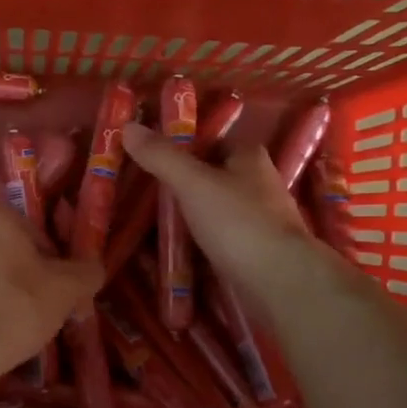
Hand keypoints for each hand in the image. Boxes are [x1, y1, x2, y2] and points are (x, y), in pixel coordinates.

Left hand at [0, 203, 101, 389]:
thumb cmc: (12, 310)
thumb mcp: (65, 291)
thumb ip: (85, 272)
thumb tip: (93, 267)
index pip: (34, 229)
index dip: (51, 260)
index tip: (56, 289)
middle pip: (2, 247)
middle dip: (19, 271)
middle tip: (35, 306)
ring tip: (8, 323)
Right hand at [123, 121, 330, 314]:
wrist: (279, 280)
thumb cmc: (238, 222)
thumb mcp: (193, 183)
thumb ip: (161, 157)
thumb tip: (127, 127)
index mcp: (248, 157)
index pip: (211, 140)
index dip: (181, 144)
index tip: (147, 155)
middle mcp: (256, 183)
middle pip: (209, 176)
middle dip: (178, 183)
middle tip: (138, 191)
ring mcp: (256, 219)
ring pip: (210, 209)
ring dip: (184, 215)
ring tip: (144, 222)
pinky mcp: (251, 250)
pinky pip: (214, 238)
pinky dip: (193, 242)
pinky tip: (169, 249)